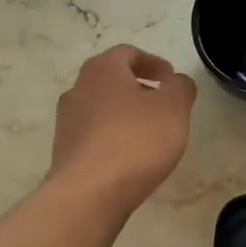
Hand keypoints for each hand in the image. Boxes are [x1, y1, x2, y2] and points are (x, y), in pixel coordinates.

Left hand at [50, 46, 197, 211]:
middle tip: (162, 105)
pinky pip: (93, 136)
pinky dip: (112, 139)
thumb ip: (181, 87)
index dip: (153, 62)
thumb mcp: (173, 109)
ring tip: (148, 135)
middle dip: (138, 89)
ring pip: (101, 109)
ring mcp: (66, 123)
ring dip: (124, 115)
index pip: (127, 53)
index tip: (170, 78)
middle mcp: (77, 90)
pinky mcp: (65, 152)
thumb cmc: (135, 141)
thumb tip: (177, 82)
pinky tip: (129, 159)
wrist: (89, 193)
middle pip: (110, 80)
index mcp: (101, 70)